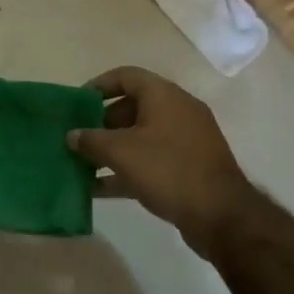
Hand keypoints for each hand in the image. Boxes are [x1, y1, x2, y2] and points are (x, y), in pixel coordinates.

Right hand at [68, 66, 254, 255]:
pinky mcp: (190, 167)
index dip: (99, 85)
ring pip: (141, 136)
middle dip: (102, 122)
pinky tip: (101, 188)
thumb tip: (72, 135)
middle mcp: (177, 111)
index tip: (77, 103)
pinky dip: (128, 169)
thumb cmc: (168, 170)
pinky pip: (152, 159)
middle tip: (80, 137)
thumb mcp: (121, 152)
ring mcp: (186, 140)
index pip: (126, 76)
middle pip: (132, 107)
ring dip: (113, 149)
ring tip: (84, 164)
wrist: (222, 216)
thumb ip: (91, 140)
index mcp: (164, 95)